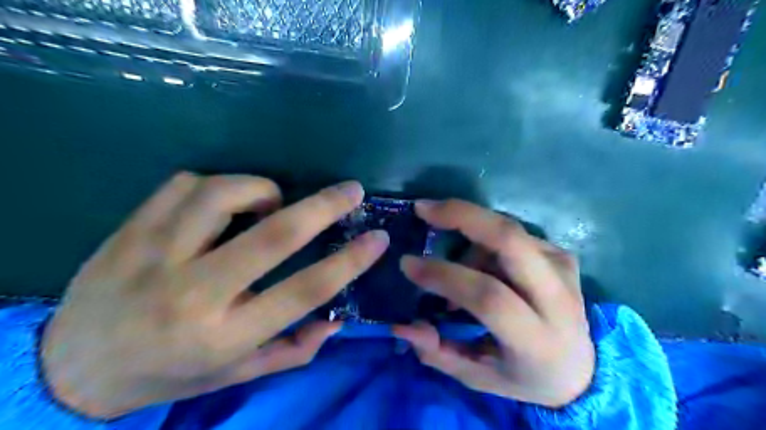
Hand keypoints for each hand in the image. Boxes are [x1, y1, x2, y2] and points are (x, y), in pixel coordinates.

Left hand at [42, 173, 389, 416]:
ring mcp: (155, 255)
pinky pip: (185, 184)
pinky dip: (219, 185)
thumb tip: (338, 319)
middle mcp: (193, 293)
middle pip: (272, 236)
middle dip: (323, 207)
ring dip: (261, 190)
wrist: (73, 367)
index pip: (303, 291)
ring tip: (272, 201)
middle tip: (351, 191)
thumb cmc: (170, 373)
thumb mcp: (237, 373)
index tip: (378, 239)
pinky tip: (224, 202)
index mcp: (225, 335)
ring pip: (222, 195)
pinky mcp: (130, 230)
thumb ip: (293, 349)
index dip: (349, 262)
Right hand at [394, 200, 597, 408]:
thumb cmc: (524, 377)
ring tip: (456, 269)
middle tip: (424, 209)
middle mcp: (557, 298)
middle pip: (510, 240)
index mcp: (537, 339)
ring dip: (469, 239)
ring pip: (507, 232)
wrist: (583, 368)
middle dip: (462, 216)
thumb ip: (437, 353)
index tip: (408, 264)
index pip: (488, 296)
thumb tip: (401, 326)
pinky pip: (514, 234)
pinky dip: (485, 241)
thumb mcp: (478, 377)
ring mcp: (564, 268)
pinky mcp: (562, 255)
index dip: (444, 276)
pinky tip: (481, 264)